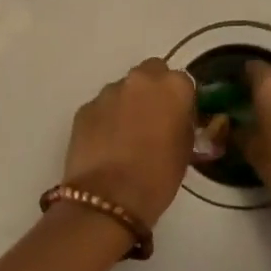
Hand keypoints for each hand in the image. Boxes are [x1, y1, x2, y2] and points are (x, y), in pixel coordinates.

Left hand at [61, 59, 197, 228]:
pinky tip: (106, 144)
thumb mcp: (185, 149)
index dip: (182, 100)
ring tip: (126, 135)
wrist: (109, 198)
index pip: (183, 82)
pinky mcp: (85, 108)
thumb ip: (183, 123)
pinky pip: (102, 106)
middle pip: (151, 72)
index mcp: (172, 87)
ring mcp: (108, 92)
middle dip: (154, 90)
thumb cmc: (158, 176)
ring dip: (128, 103)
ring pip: (124, 88)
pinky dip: (106, 118)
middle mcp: (140, 80)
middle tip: (153, 119)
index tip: (180, 119)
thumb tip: (176, 119)